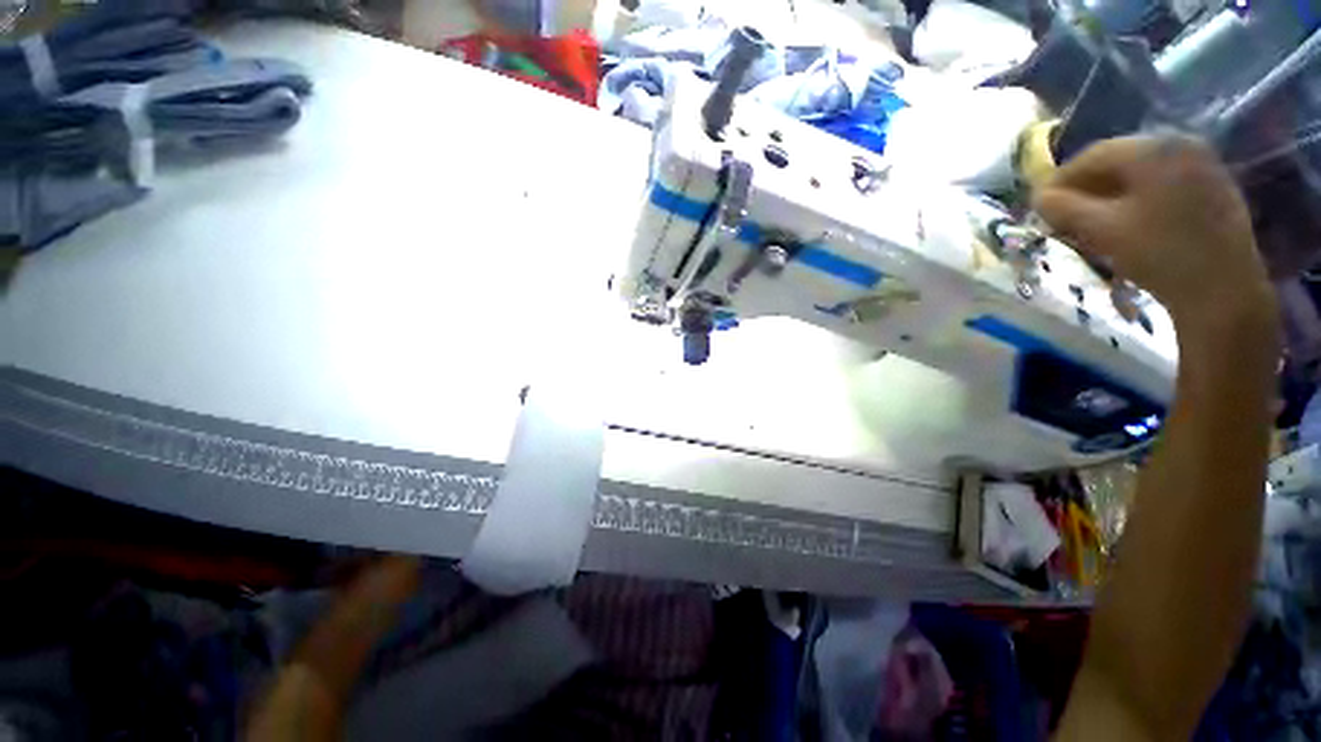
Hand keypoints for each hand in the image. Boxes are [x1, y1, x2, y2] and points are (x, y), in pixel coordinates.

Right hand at [1033, 135, 1276, 354]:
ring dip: (1111, 194)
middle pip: (1119, 160)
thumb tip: (1038, 197)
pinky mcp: (1214, 185)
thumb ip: (1063, 209)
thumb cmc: (1160, 255)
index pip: (1092, 155)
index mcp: (1152, 149)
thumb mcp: (1101, 231)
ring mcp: (1203, 163)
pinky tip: (1130, 222)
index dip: (1060, 180)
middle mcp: (1179, 144)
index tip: (1041, 206)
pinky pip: (1165, 182)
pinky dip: (1139, 197)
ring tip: (1094, 222)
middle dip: (1087, 188)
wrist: (1224, 290)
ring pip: (1142, 172)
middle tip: (1066, 216)